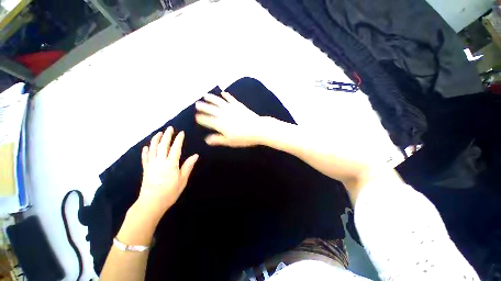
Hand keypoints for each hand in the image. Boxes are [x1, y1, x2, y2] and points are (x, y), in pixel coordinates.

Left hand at [135, 127, 198, 218]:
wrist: (151, 203)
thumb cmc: (170, 192)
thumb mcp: (183, 180)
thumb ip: (188, 166)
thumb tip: (196, 155)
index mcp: (171, 163)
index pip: (176, 148)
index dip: (178, 139)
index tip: (181, 132)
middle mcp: (160, 161)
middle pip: (163, 145)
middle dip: (167, 135)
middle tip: (169, 128)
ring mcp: (151, 165)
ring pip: (152, 149)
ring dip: (155, 140)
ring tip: (159, 133)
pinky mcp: (145, 170)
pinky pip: (145, 158)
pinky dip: (145, 152)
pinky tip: (146, 147)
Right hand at [195, 92, 263, 146]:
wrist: (258, 129)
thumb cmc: (243, 138)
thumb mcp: (229, 141)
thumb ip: (217, 139)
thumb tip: (206, 140)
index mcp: (220, 124)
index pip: (208, 120)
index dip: (201, 119)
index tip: (196, 116)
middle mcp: (223, 114)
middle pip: (211, 109)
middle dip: (203, 107)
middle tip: (197, 104)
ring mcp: (231, 108)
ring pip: (219, 102)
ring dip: (212, 98)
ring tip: (206, 95)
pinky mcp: (239, 105)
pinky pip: (231, 99)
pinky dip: (226, 96)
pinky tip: (223, 93)